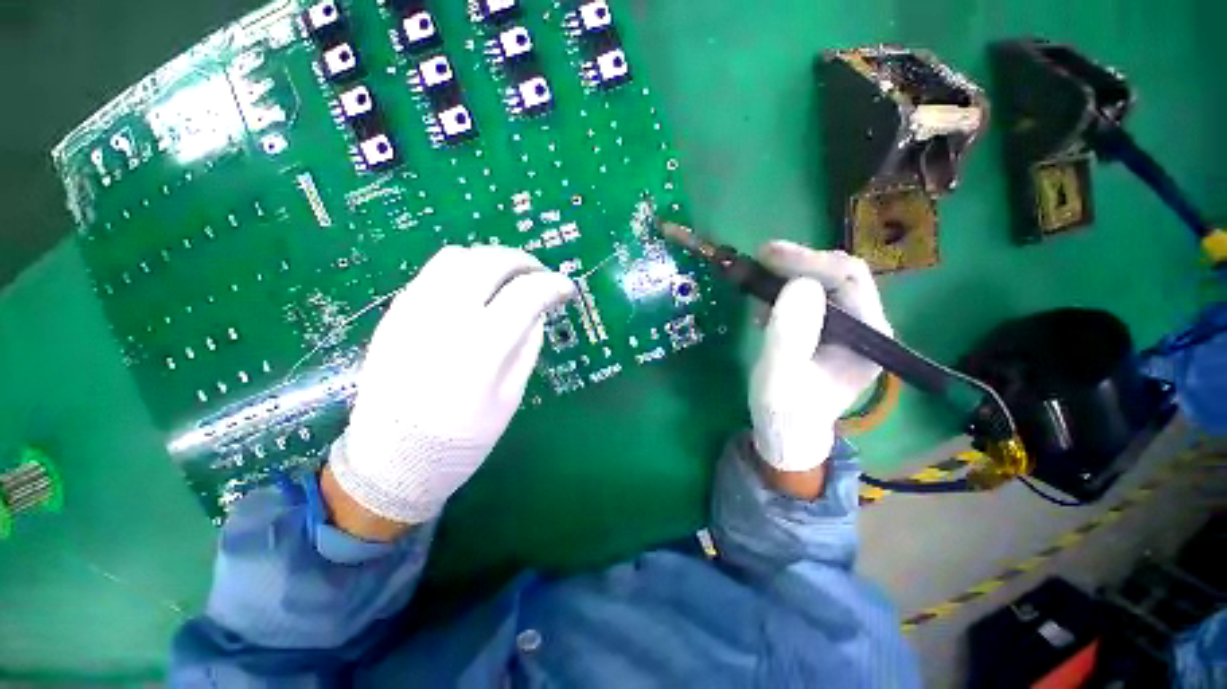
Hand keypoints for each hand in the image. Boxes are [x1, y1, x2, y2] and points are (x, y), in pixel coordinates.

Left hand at [328, 245, 575, 526]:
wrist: (392, 458)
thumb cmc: (463, 437)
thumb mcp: (511, 396)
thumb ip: (528, 345)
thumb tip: (538, 310)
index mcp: (480, 348)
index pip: (525, 294)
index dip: (553, 284)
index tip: (566, 289)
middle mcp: (443, 320)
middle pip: (489, 262)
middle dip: (523, 261)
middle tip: (539, 273)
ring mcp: (412, 312)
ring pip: (456, 257)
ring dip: (490, 259)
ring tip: (507, 276)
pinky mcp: (393, 314)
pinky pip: (430, 273)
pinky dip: (462, 270)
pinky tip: (474, 290)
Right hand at [750, 242, 892, 471]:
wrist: (787, 433)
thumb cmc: (784, 410)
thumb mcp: (779, 374)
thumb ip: (789, 332)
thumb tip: (798, 283)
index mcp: (867, 337)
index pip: (848, 280)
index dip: (808, 261)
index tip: (767, 253)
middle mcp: (866, 327)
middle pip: (840, 276)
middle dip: (799, 263)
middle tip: (760, 257)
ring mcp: (848, 328)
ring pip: (824, 284)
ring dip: (790, 275)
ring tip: (758, 279)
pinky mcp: (828, 331)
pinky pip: (811, 299)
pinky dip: (785, 292)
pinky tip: (764, 304)